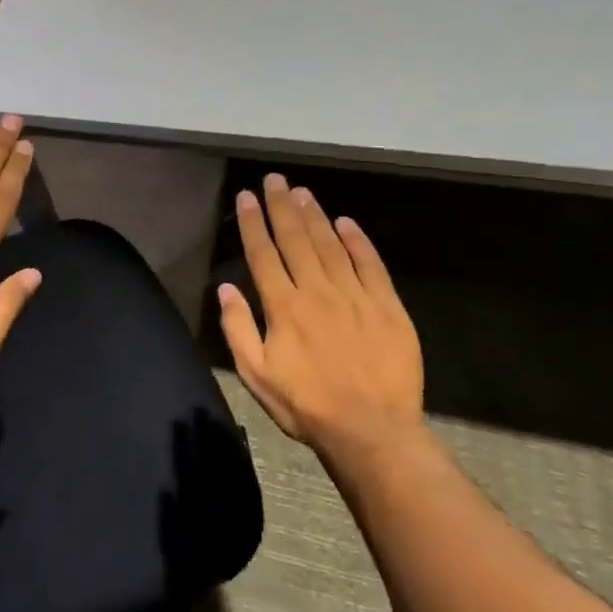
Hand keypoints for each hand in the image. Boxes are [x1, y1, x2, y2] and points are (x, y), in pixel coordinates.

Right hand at [219, 174, 424, 466]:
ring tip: (302, 191)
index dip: (252, 222)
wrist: (373, 431)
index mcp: (283, 307)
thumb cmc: (306, 405)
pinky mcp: (387, 307)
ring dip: (314, 215)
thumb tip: (225, 288)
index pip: (263, 253)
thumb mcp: (256, 374)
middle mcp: (317, 291)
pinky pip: (370, 265)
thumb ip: (238, 328)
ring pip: (330, 245)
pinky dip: (358, 240)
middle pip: (296, 239)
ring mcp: (355, 296)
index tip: (246, 197)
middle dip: (281, 206)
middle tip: (275, 180)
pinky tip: (346, 222)